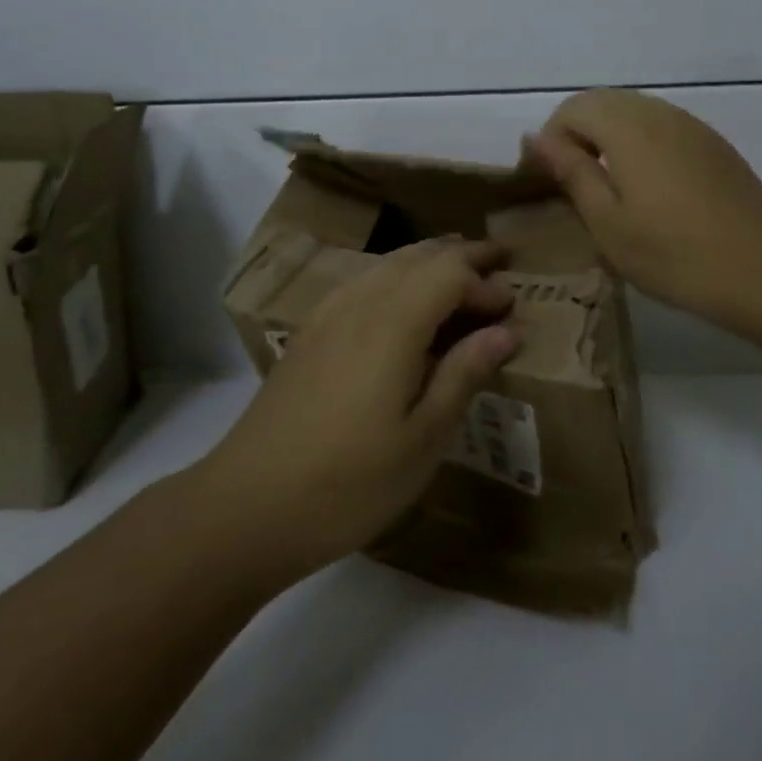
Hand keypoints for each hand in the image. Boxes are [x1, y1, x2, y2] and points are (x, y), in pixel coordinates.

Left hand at [189, 238, 519, 586]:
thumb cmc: (350, 482)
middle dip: (463, 256)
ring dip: (429, 262)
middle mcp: (360, 302)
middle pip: (419, 256)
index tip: (513, 306)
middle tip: (499, 263)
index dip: (485, 282)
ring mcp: (328, 313)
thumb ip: (464, 374)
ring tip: (459, 277)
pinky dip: (397, 277)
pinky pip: (364, 282)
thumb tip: (505, 331)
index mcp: (394, 322)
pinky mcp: (309, 331)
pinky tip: (402, 304)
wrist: (248, 504)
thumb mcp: (423, 439)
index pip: (450, 272)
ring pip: (388, 264)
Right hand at [523, 88, 761, 333]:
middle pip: (602, 102)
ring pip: (633, 110)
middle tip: (570, 181)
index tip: (545, 179)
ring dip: (607, 136)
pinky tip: (647, 186)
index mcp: (629, 128)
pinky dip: (638, 141)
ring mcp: (691, 126)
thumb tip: (536, 137)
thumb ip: (571, 172)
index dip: (550, 138)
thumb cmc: (674, 255)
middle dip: (576, 133)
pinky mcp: (712, 144)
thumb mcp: (607, 222)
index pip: (572, 108)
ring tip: (605, 185)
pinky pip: (661, 125)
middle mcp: (659, 114)